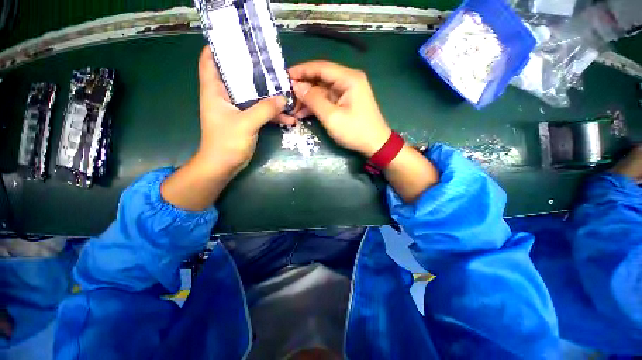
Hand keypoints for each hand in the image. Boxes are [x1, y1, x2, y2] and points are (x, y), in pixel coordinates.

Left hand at [196, 46, 285, 173]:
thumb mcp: (246, 123)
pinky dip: (273, 114)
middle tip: (274, 67)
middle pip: (239, 76)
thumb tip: (283, 98)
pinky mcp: (246, 121)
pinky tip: (288, 118)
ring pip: (254, 96)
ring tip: (288, 96)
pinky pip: (261, 112)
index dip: (220, 48)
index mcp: (215, 91)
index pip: (210, 61)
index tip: (240, 42)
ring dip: (270, 97)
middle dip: (256, 71)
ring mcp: (237, 110)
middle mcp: (225, 97)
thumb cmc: (227, 142)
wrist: (224, 165)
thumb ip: (265, 109)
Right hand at [280, 61, 391, 156]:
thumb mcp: (332, 117)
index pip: (320, 67)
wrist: (375, 145)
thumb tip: (297, 86)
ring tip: (292, 108)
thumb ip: (313, 100)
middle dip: (303, 88)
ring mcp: (347, 92)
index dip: (301, 70)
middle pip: (321, 79)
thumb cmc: (355, 131)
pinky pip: (327, 100)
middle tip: (286, 97)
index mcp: (348, 79)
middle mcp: (348, 80)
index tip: (285, 76)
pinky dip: (316, 106)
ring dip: (308, 99)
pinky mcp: (345, 102)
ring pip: (322, 90)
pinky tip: (303, 113)